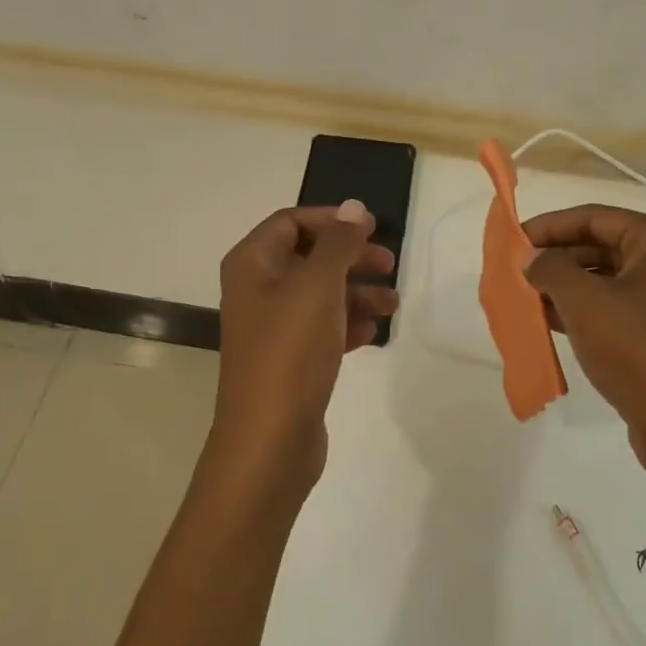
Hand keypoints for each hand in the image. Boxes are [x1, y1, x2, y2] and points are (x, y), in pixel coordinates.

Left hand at [206, 200, 397, 499]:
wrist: (270, 438)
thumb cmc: (291, 351)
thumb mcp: (317, 286)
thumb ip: (339, 243)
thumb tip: (354, 208)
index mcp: (252, 264)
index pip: (291, 222)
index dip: (333, 220)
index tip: (374, 229)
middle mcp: (257, 290)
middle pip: (309, 257)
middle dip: (351, 258)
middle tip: (390, 264)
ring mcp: (272, 328)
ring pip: (320, 295)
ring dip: (356, 293)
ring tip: (392, 304)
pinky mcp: (289, 360)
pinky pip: (321, 329)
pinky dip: (347, 324)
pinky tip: (372, 333)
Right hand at [522, 206, 645, 526]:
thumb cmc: (636, 348)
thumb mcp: (583, 301)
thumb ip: (550, 269)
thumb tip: (531, 258)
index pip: (594, 217)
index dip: (549, 226)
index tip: (513, 241)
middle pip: (602, 247)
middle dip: (556, 258)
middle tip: (516, 272)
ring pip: (607, 281)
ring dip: (566, 287)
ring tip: (526, 298)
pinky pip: (616, 310)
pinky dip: (583, 312)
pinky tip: (549, 323)